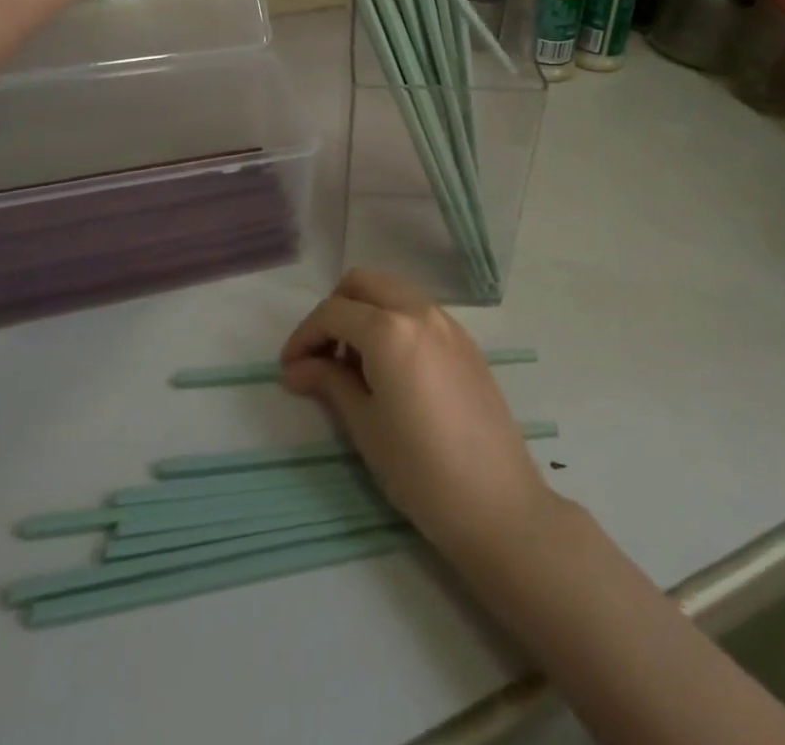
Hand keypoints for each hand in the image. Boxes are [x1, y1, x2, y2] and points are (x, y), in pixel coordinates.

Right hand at [280, 270, 553, 560]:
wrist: (496, 502)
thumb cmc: (420, 470)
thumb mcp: (365, 426)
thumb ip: (329, 383)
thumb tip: (295, 367)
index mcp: (389, 329)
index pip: (333, 312)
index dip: (303, 336)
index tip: (288, 368)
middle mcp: (419, 311)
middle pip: (363, 283)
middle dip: (334, 310)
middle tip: (321, 356)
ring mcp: (447, 322)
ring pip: (393, 291)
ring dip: (365, 312)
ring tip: (353, 366)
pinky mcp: (465, 340)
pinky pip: (418, 311)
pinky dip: (394, 321)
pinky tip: (389, 368)